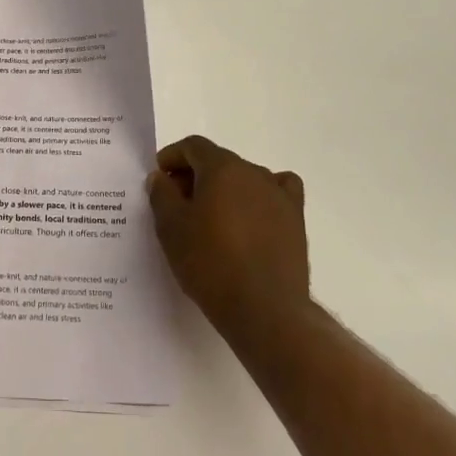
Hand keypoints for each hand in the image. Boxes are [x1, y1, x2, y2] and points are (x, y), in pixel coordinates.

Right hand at [148, 135, 311, 334]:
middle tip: (178, 203)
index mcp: (222, 168)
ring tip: (212, 218)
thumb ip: (162, 195)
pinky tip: (253, 215)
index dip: (172, 157)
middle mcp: (253, 172)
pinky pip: (277, 192)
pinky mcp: (295, 219)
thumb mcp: (171, 228)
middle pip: (219, 161)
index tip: (160, 178)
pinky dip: (261, 196)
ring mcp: (279, 195)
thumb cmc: (210, 263)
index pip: (193, 146)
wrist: (264, 309)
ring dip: (225, 188)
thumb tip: (161, 177)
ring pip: (245, 178)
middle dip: (195, 175)